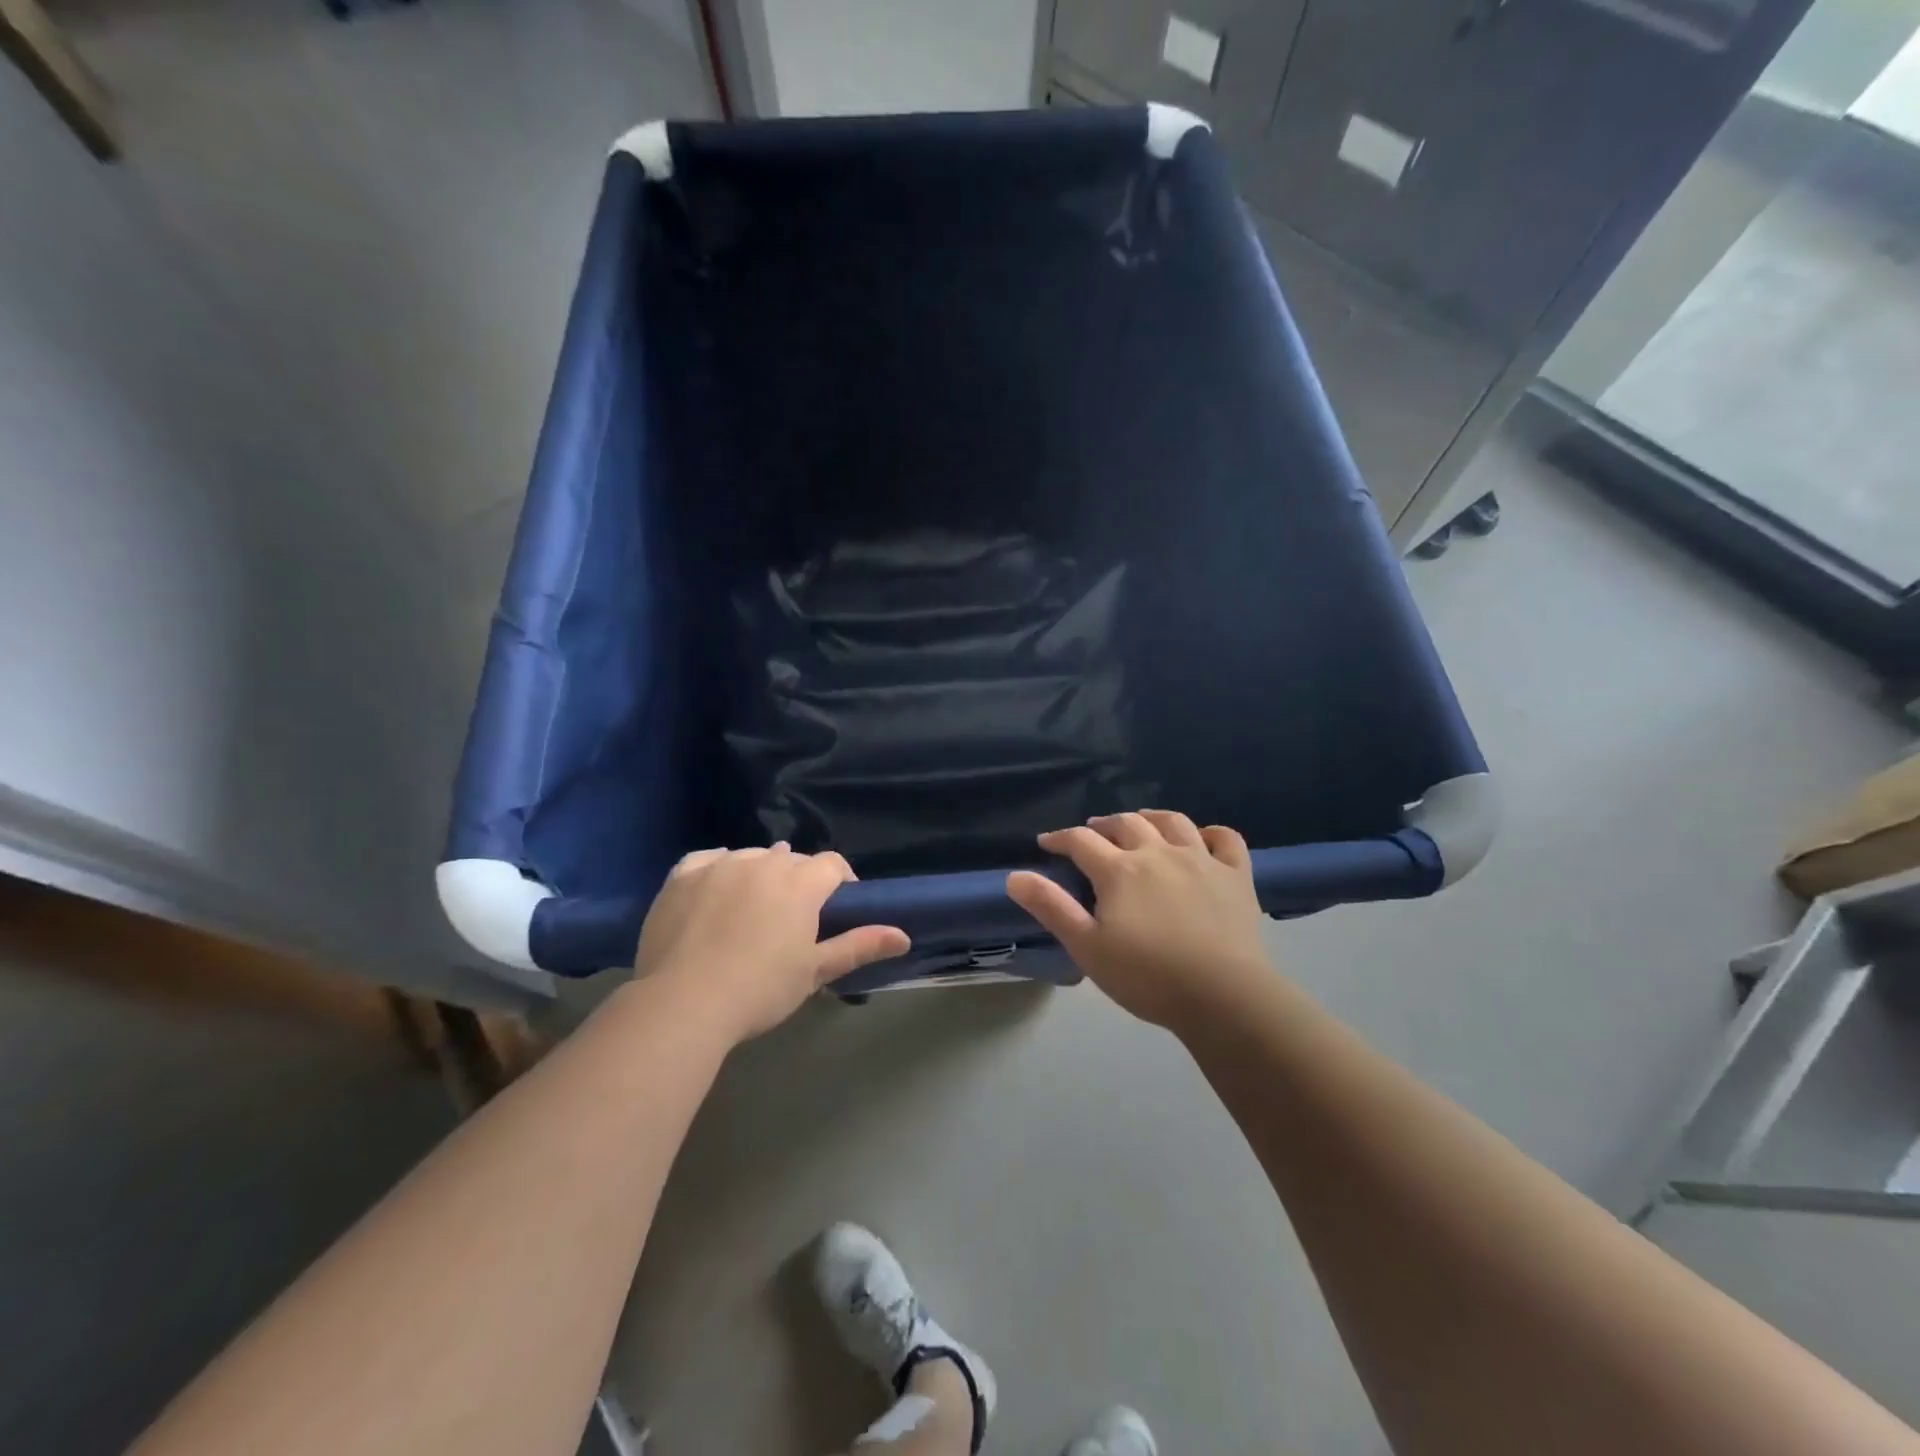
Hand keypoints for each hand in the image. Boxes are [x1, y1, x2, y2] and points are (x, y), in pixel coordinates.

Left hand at [634, 845, 909, 1045]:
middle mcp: (764, 862)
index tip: (837, 908)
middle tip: (793, 918)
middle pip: (793, 859)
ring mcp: (720, 864)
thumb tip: (904, 936)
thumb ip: (859, 945)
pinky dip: (719, 868)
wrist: (683, 1003)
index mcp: (800, 882)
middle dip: (800, 880)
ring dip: (761, 873)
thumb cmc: (760, 990)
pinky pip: (710, 859)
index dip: (840, 882)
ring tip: (753, 907)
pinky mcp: (683, 874)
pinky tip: (718, 888)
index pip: (832, 864)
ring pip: (753, 856)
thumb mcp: (815, 972)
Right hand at [1006, 810, 1271, 1032]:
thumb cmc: (1147, 977)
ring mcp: (1201, 860)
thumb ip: (1051, 908)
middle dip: (1103, 825)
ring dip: (1150, 817)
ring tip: (1140, 824)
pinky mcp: (1236, 875)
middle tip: (1092, 834)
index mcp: (1120, 870)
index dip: (1060, 838)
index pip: (1081, 841)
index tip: (1046, 843)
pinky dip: (1211, 833)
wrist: (1223, 996)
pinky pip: (1226, 839)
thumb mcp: (1087, 947)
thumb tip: (1014, 876)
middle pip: (1126, 823)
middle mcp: (1158, 853)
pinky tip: (1201, 839)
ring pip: (1173, 822)